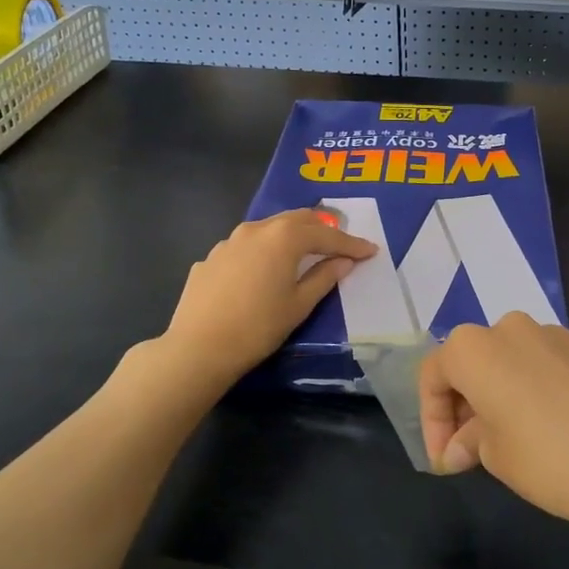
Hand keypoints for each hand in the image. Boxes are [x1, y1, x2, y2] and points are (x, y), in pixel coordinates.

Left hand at [161, 208, 376, 383]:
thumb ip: (324, 277)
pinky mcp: (210, 258)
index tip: (370, 251)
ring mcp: (229, 241)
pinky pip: (246, 247)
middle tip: (340, 243)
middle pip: (297, 220)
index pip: (326, 236)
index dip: (351, 244)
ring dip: (291, 236)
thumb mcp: (299, 305)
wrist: (198, 348)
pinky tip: (264, 271)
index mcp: (283, 238)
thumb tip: (344, 261)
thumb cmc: (258, 328)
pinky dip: (264, 252)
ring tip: (304, 251)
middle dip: (322, 229)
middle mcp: (256, 230)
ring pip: (269, 229)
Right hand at [420, 313, 568, 546]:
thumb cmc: (548, 460)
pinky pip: (554, 363)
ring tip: (518, 434)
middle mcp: (512, 328)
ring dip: (506, 389)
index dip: (432, 418)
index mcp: (475, 349)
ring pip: (516, 358)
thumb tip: (461, 446)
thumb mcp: (494, 457)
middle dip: (467, 401)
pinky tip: (561, 424)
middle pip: (475, 359)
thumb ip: (470, 441)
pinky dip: (544, 387)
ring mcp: (558, 334)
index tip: (445, 458)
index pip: (434, 373)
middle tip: (473, 446)